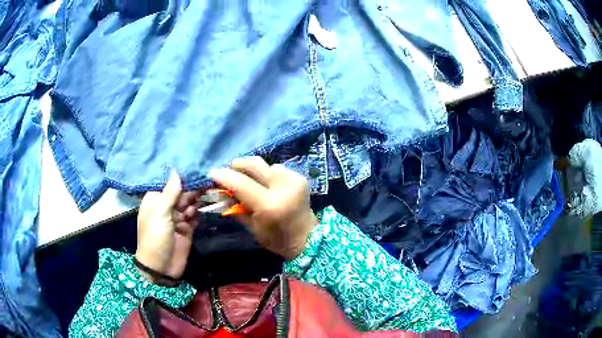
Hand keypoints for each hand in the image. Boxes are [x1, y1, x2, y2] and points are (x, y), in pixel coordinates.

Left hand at [135, 170, 201, 284]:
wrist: (161, 268)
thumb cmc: (155, 237)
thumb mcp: (160, 213)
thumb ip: (170, 193)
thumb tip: (176, 170)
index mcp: (156, 200)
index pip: (169, 183)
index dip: (181, 177)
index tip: (195, 167)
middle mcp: (167, 207)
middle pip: (181, 193)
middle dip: (192, 189)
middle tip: (207, 181)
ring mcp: (178, 218)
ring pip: (190, 203)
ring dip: (197, 200)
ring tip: (207, 194)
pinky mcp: (187, 229)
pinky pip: (195, 216)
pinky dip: (199, 213)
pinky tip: (204, 209)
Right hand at [210, 157, 317, 259]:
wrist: (307, 238)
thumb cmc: (276, 239)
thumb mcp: (252, 227)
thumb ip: (235, 207)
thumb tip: (217, 192)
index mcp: (269, 205)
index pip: (241, 184)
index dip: (224, 176)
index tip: (212, 173)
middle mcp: (283, 187)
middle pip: (254, 165)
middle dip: (237, 165)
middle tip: (228, 171)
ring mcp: (294, 180)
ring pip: (265, 165)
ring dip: (253, 171)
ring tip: (249, 181)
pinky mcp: (299, 177)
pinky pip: (276, 169)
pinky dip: (267, 174)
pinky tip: (266, 184)